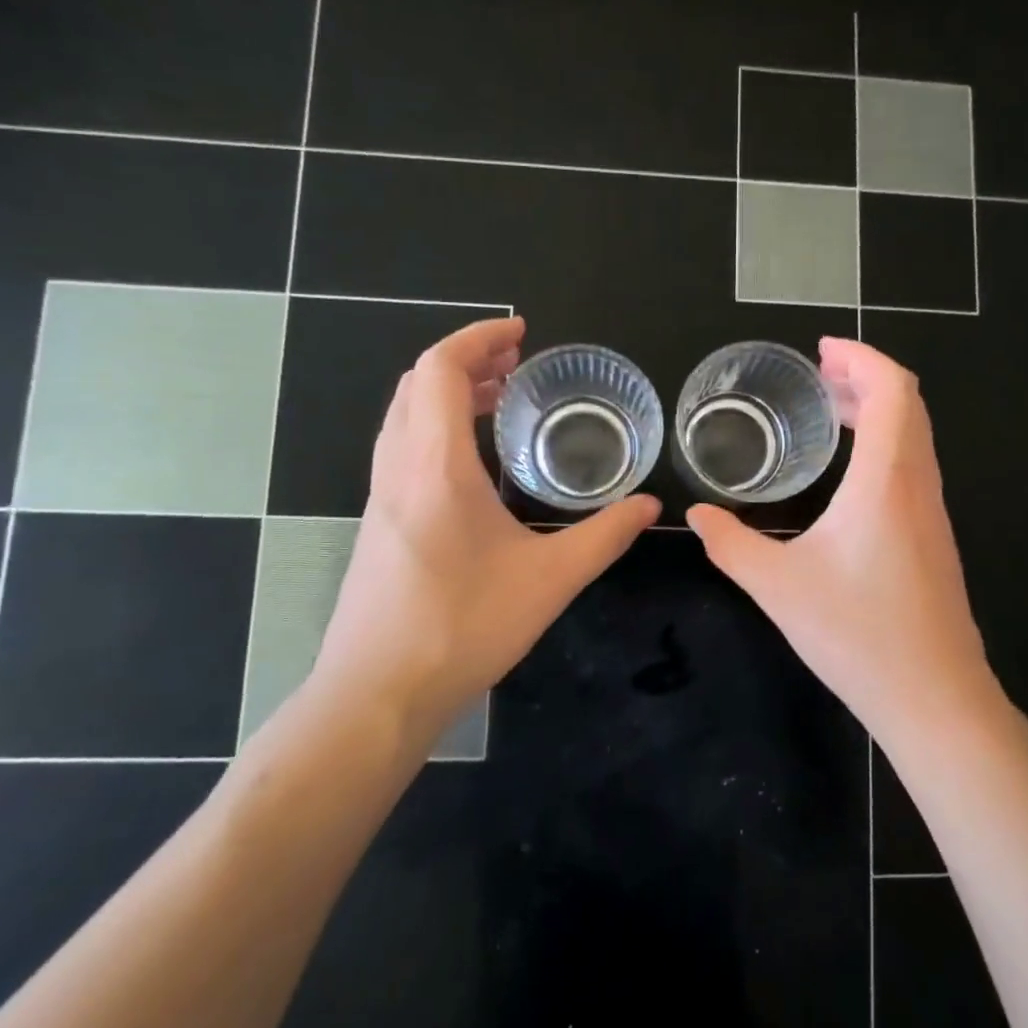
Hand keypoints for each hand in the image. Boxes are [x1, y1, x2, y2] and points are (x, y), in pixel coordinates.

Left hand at [307, 317, 657, 734]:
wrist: (377, 694)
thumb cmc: (464, 627)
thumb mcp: (551, 579)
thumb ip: (605, 536)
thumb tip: (650, 506)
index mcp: (435, 464)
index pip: (441, 369)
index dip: (479, 338)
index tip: (522, 334)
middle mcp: (398, 467)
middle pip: (418, 383)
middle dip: (468, 360)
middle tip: (519, 365)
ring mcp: (380, 495)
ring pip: (404, 414)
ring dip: (448, 392)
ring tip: (500, 400)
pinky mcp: (378, 522)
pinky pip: (401, 446)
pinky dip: (435, 425)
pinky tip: (473, 461)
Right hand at [686, 338, 995, 742]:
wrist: (934, 697)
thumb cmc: (857, 634)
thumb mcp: (777, 586)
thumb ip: (731, 545)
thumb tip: (698, 516)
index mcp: (886, 479)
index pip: (892, 389)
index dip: (861, 357)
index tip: (821, 351)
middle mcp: (917, 484)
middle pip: (908, 403)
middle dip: (865, 377)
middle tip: (818, 378)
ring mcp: (932, 512)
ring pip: (915, 435)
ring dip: (878, 411)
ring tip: (830, 413)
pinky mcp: (934, 538)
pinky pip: (914, 465)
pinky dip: (885, 443)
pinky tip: (850, 473)